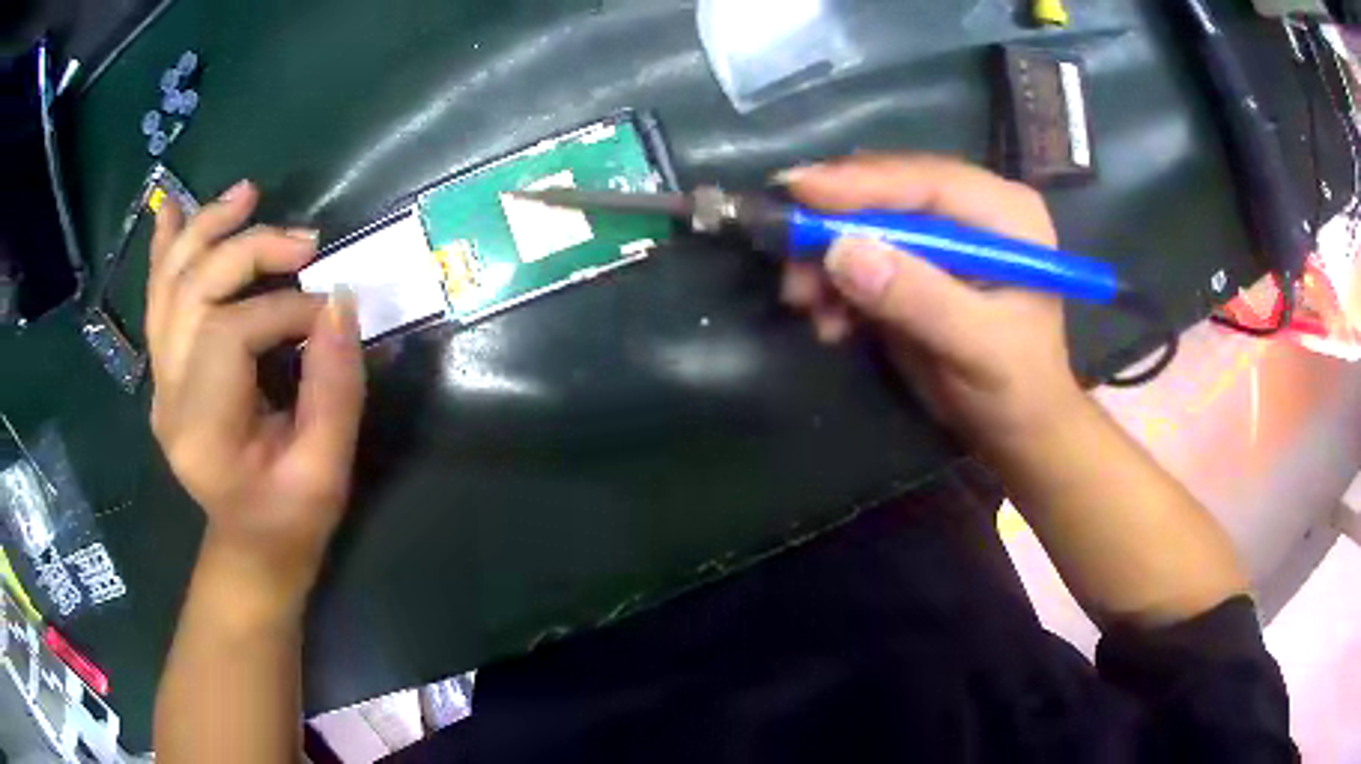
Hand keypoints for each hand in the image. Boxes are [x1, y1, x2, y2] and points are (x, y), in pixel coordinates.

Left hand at [147, 180, 365, 603]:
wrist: (250, 547)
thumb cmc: (290, 520)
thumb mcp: (326, 469)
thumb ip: (335, 388)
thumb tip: (342, 302)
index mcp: (203, 431)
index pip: (231, 334)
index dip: (286, 309)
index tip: (331, 316)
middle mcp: (168, 397)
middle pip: (194, 292)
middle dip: (249, 251)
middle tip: (305, 241)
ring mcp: (160, 381)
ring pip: (169, 284)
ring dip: (205, 229)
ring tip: (245, 194)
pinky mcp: (166, 370)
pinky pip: (158, 299)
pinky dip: (165, 249)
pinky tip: (172, 207)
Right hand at [779, 155, 1084, 445]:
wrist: (1017, 429)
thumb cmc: (1014, 389)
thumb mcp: (975, 346)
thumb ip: (918, 297)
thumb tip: (842, 251)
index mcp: (1003, 212)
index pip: (924, 179)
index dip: (860, 183)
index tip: (796, 191)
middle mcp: (970, 209)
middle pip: (888, 191)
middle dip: (833, 224)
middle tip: (786, 256)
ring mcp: (941, 235)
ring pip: (866, 222)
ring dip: (827, 258)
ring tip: (804, 301)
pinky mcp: (917, 263)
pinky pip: (861, 255)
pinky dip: (836, 284)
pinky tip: (830, 321)